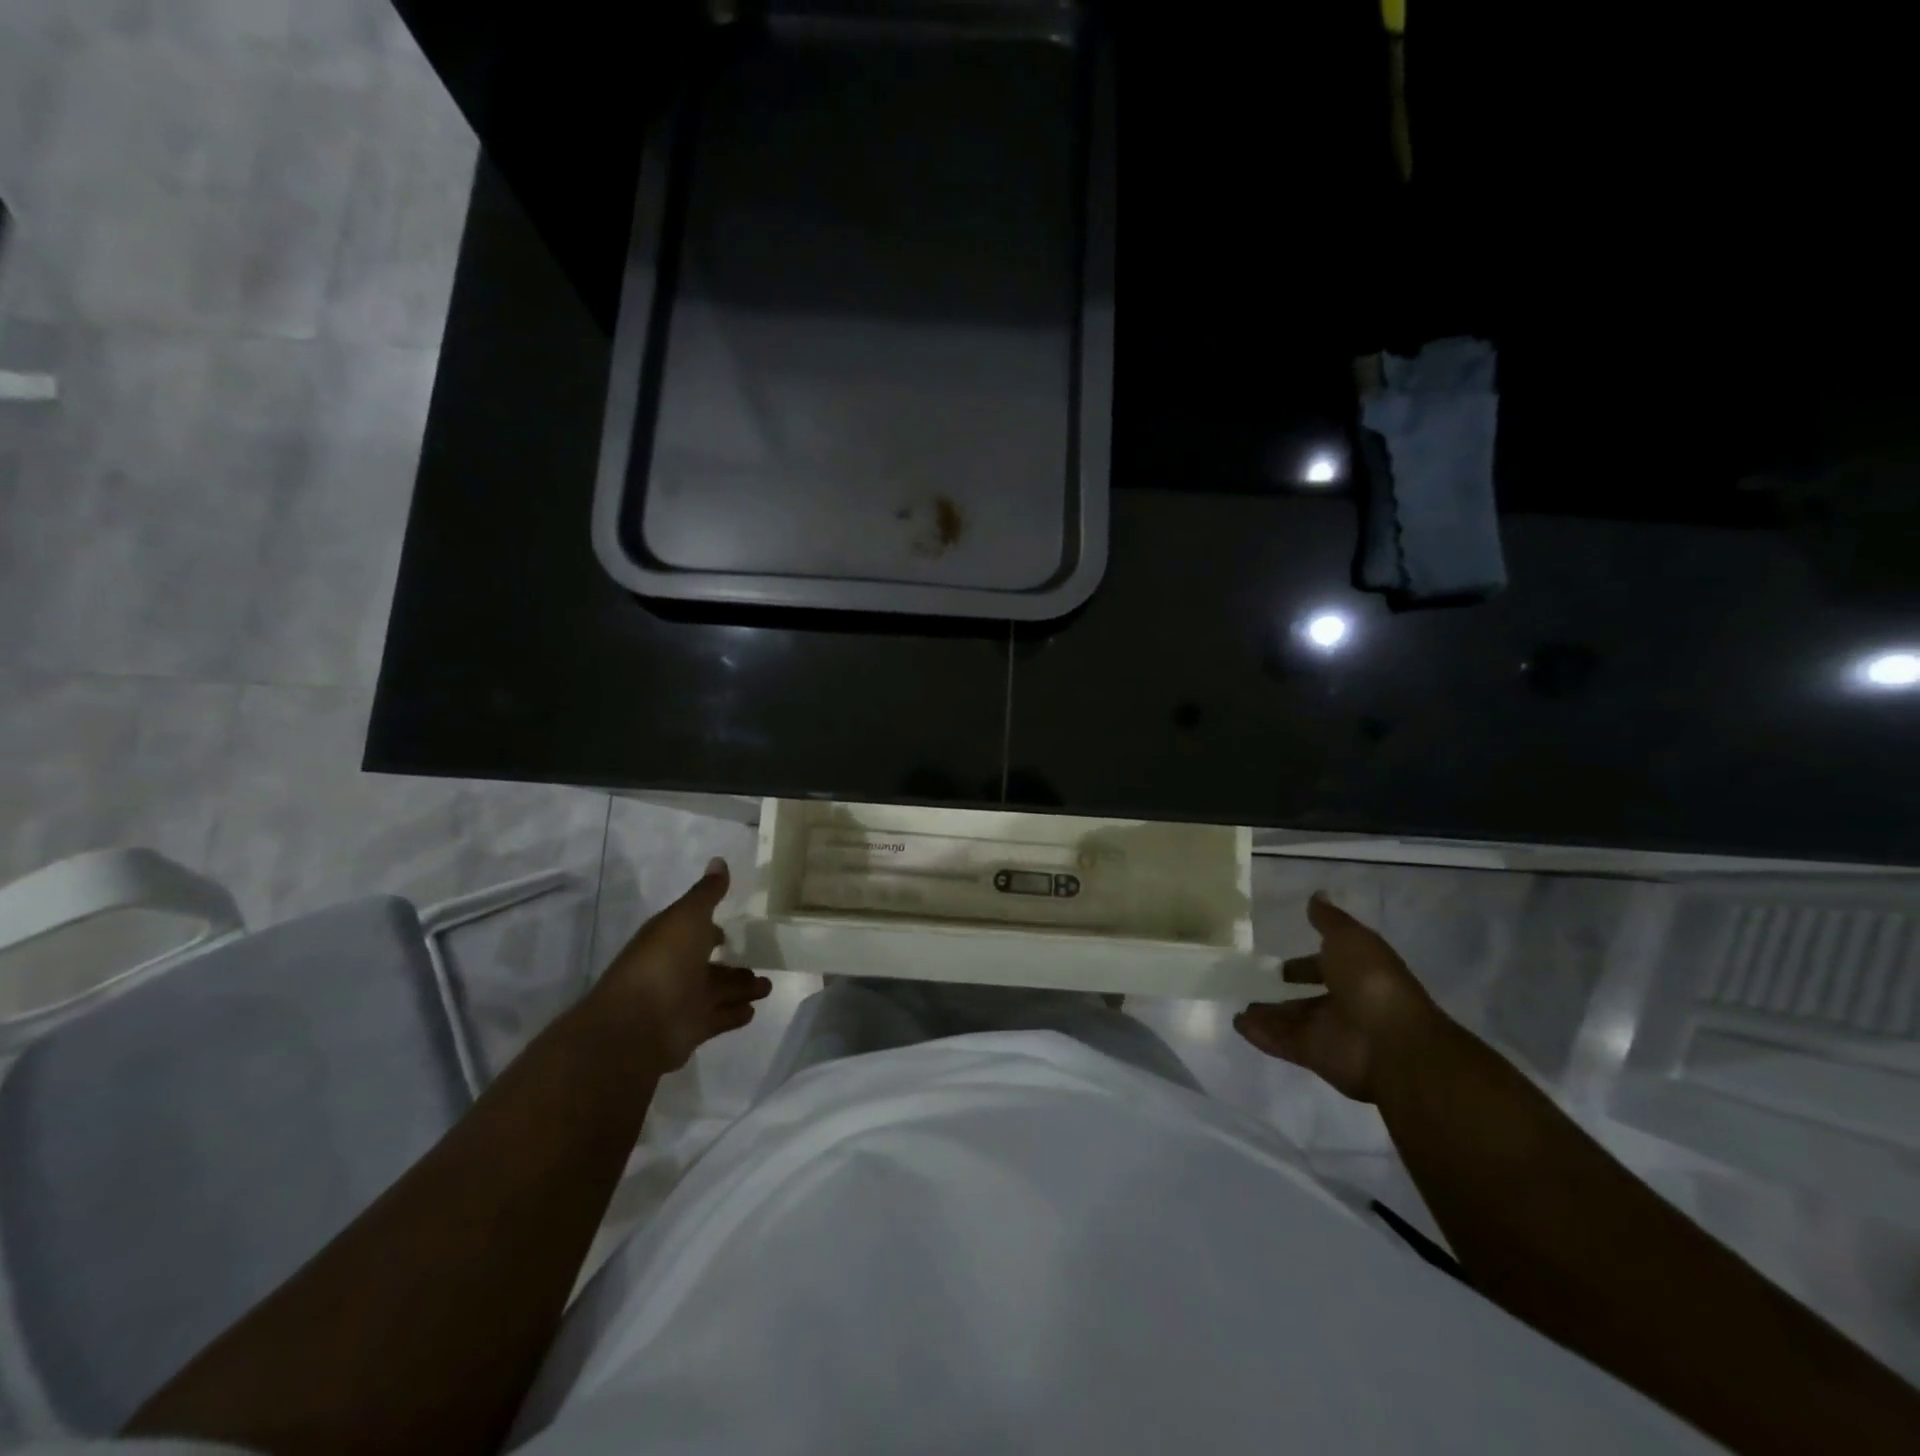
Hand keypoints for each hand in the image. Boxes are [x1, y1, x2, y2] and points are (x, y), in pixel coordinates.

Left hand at [594, 858, 771, 1072]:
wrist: (638, 1024)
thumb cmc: (664, 961)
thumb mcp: (688, 916)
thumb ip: (707, 893)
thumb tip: (719, 860)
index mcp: (670, 939)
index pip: (693, 930)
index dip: (711, 928)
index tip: (735, 925)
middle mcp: (674, 969)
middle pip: (709, 965)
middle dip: (733, 963)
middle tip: (762, 958)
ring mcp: (682, 1001)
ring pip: (718, 991)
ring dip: (742, 988)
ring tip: (767, 986)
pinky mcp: (691, 1029)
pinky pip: (719, 1018)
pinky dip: (735, 1014)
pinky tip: (753, 1010)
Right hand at [1234, 892, 1441, 1102]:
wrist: (1390, 1042)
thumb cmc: (1371, 981)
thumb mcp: (1349, 938)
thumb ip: (1328, 920)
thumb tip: (1316, 895)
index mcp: (1357, 974)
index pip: (1327, 967)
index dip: (1306, 963)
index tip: (1281, 962)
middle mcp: (1344, 1003)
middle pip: (1307, 999)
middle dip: (1283, 992)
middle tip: (1253, 984)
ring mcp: (1329, 1032)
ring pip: (1291, 1021)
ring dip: (1266, 1014)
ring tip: (1237, 1005)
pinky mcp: (1313, 1055)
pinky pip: (1281, 1042)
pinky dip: (1259, 1034)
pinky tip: (1237, 1024)